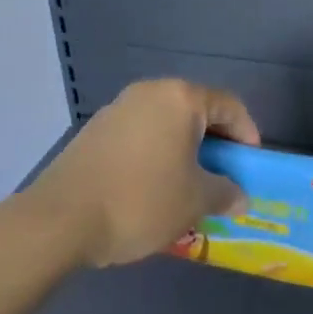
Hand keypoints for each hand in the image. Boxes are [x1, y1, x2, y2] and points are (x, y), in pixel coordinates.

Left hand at [26, 79, 259, 267]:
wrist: (61, 220)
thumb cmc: (141, 201)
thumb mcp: (195, 201)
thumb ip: (225, 193)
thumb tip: (240, 197)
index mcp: (179, 99)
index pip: (228, 105)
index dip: (247, 134)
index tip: (251, 165)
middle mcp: (148, 93)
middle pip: (195, 111)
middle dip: (215, 143)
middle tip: (224, 175)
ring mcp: (117, 110)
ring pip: (165, 124)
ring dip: (184, 150)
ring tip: (190, 185)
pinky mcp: (94, 132)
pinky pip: (139, 136)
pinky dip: (156, 154)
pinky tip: (153, 188)